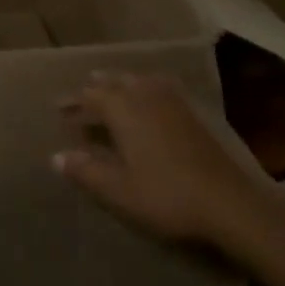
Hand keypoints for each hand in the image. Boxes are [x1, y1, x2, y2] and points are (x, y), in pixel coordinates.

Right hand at [53, 71, 278, 254]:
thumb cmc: (165, 195)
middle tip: (82, 95)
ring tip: (112, 90)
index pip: (91, 96)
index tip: (58, 107)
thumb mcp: (118, 189)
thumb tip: (56, 156)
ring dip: (122, 84)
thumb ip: (86, 170)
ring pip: (141, 82)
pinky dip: (146, 90)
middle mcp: (147, 97)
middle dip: (97, 88)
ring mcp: (174, 103)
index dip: (74, 101)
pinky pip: (161, 89)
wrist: (228, 203)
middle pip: (116, 83)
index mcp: (125, 109)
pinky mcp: (194, 115)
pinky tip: (150, 102)